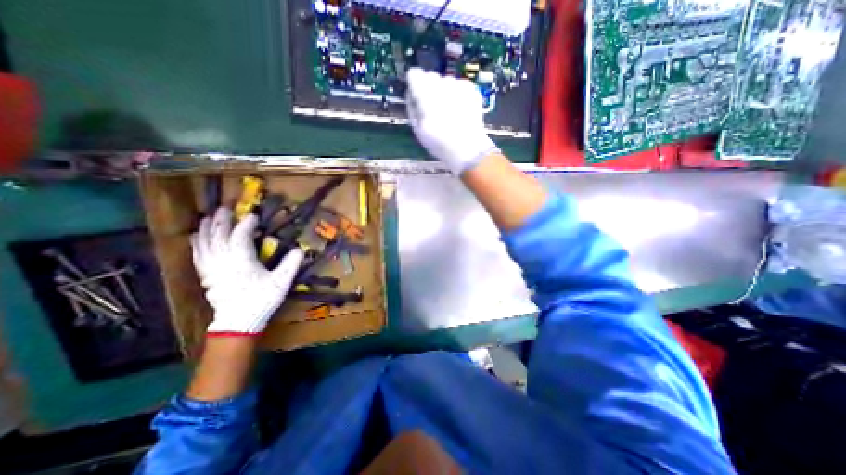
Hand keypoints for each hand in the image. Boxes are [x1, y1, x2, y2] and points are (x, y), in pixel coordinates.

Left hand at [191, 207, 303, 334]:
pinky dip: (197, 244)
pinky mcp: (206, 276)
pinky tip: (195, 238)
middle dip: (222, 221)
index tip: (253, 215)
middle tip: (224, 208)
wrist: (239, 321)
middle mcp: (223, 260)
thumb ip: (291, 264)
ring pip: (204, 243)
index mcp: (241, 259)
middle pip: (218, 235)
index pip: (240, 235)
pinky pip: (197, 255)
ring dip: (206, 229)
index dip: (246, 224)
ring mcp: (212, 268)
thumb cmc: (262, 299)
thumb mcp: (281, 282)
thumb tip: (300, 249)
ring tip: (207, 218)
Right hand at [404, 66, 496, 173]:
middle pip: (431, 76)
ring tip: (448, 112)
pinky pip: (459, 86)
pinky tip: (459, 111)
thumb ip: (412, 107)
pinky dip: (458, 95)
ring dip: (444, 92)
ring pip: (446, 81)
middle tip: (434, 108)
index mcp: (425, 95)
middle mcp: (442, 84)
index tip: (417, 94)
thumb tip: (410, 93)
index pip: (414, 73)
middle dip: (430, 88)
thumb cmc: (439, 143)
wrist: (467, 149)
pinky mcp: (471, 89)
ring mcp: (458, 85)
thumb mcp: (418, 130)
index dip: (414, 84)